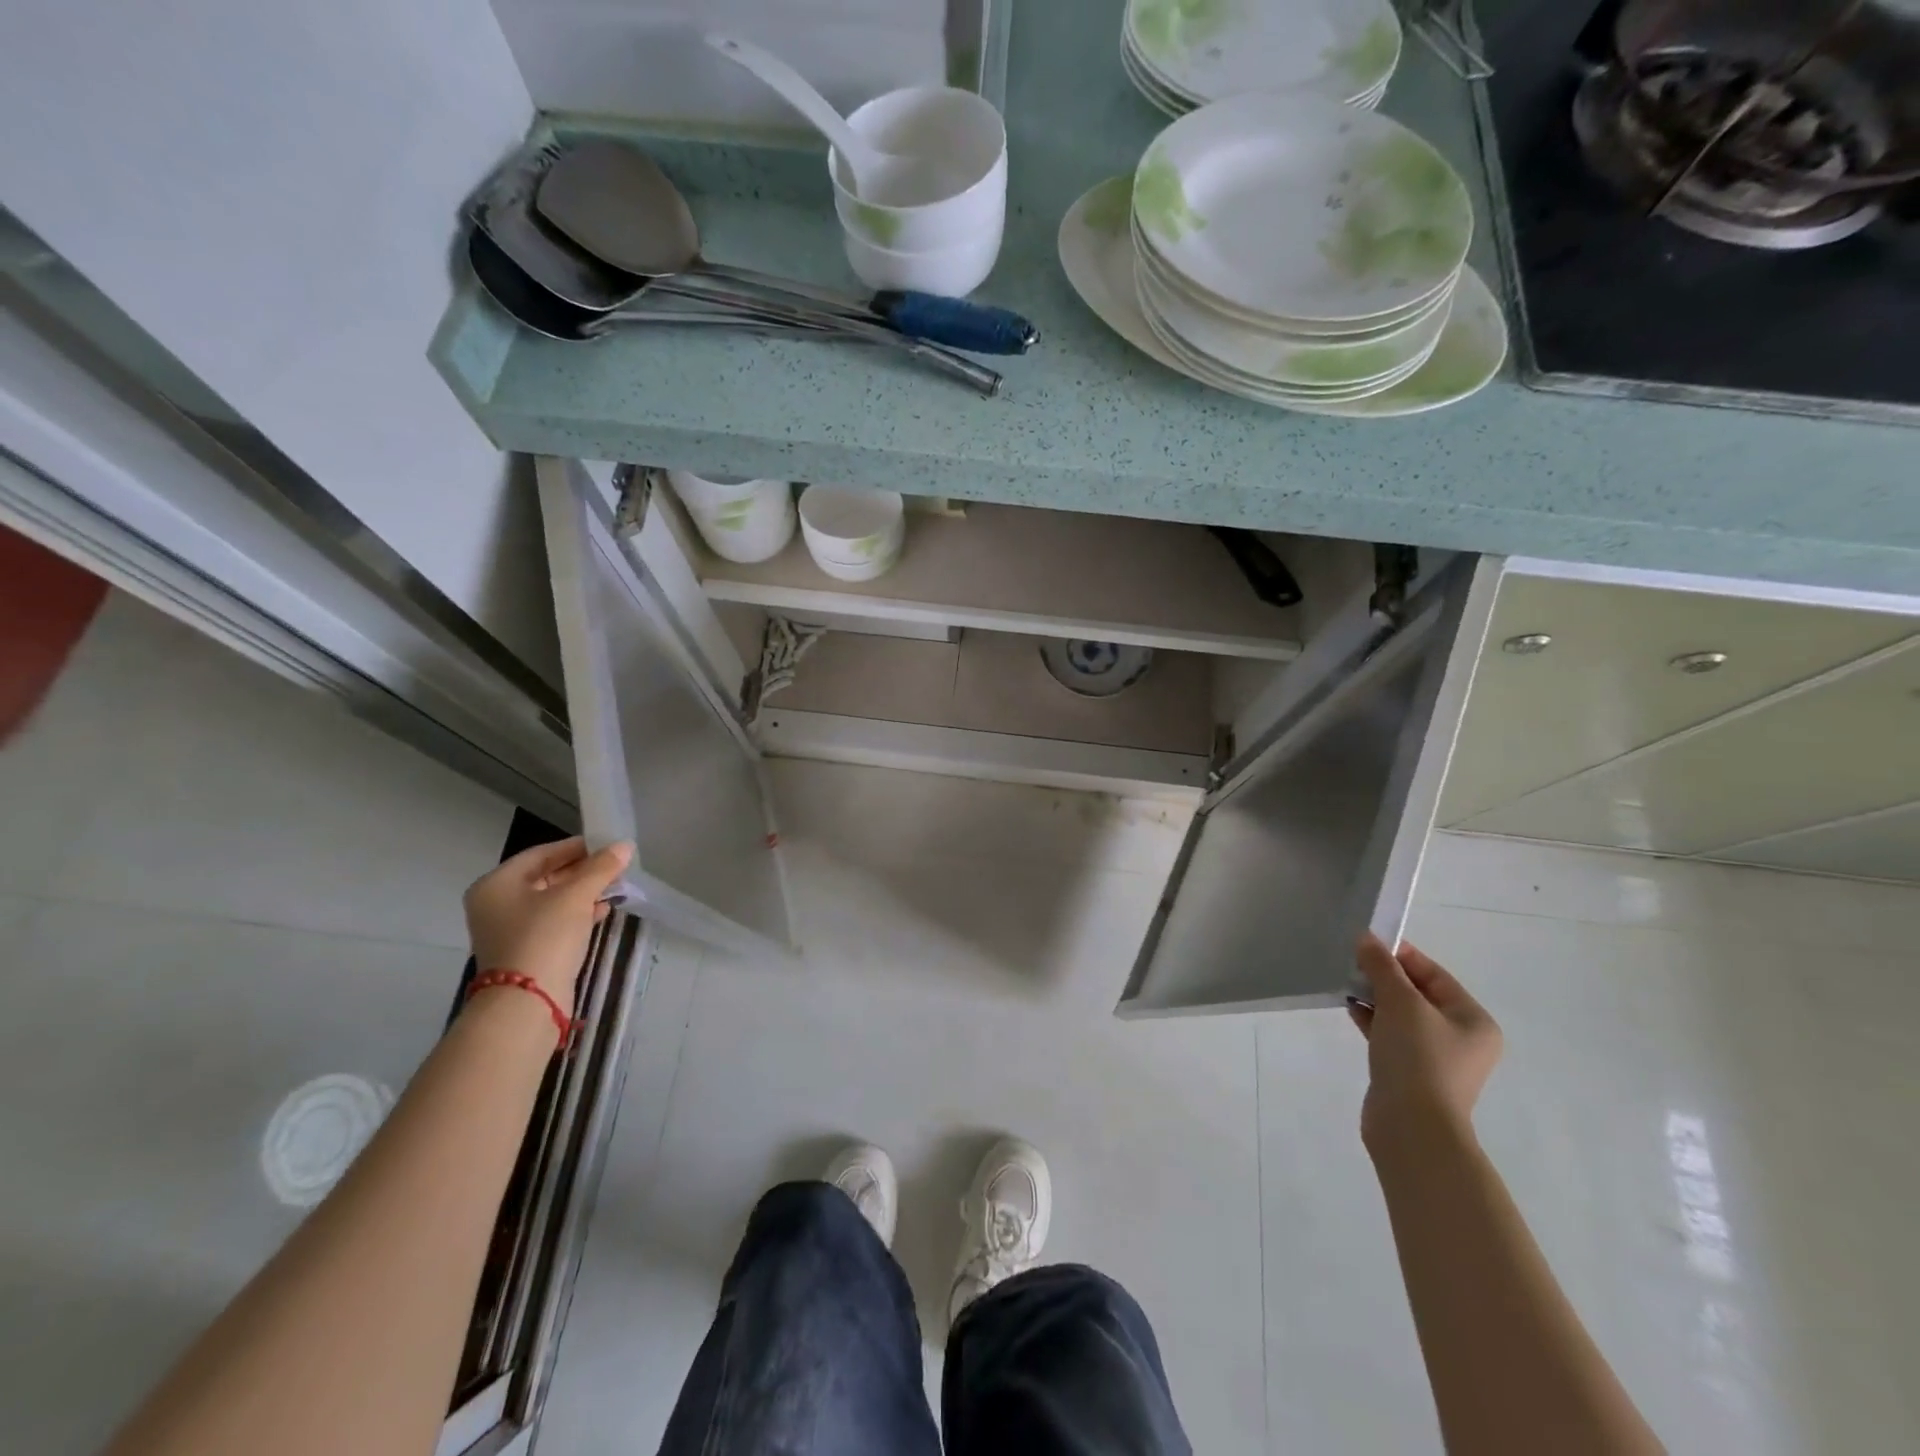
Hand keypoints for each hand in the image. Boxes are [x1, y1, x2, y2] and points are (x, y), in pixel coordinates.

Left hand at [463, 837, 633, 1001]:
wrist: (527, 1002)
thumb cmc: (544, 937)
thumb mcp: (576, 896)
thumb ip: (600, 868)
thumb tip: (625, 846)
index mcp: (496, 884)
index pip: (541, 854)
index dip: (576, 847)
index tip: (608, 844)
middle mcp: (497, 904)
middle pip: (545, 876)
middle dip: (582, 870)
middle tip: (615, 864)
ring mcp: (509, 930)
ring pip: (552, 900)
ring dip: (583, 892)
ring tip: (616, 884)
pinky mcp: (526, 950)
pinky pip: (554, 922)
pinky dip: (578, 913)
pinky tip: (604, 909)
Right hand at [1349, 934, 1501, 1150]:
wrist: (1412, 1127)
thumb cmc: (1418, 1057)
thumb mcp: (1400, 1002)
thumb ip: (1382, 967)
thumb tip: (1366, 939)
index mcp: (1473, 1020)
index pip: (1435, 975)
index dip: (1401, 956)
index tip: (1366, 943)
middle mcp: (1461, 1039)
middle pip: (1419, 994)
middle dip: (1385, 977)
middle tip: (1352, 962)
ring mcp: (1436, 1059)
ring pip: (1402, 1015)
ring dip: (1376, 998)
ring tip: (1347, 984)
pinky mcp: (1411, 1073)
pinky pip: (1391, 1035)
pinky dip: (1373, 1020)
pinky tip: (1351, 1009)